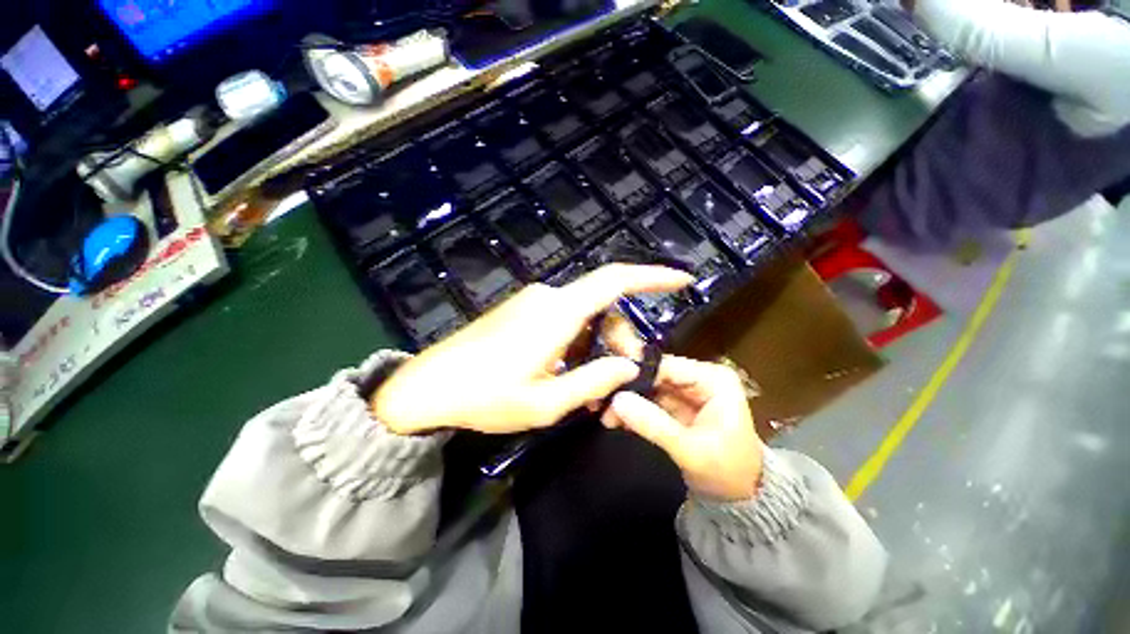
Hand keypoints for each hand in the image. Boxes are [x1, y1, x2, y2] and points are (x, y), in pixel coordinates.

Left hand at [372, 264, 694, 435]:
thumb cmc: (485, 397)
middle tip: (619, 380)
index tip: (681, 280)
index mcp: (557, 313)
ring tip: (589, 388)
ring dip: (596, 346)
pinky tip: (567, 372)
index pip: (614, 280)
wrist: (429, 386)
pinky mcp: (523, 311)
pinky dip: (578, 342)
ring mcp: (533, 302)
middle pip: (603, 306)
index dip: (651, 276)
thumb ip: (593, 381)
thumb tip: (629, 365)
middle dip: (620, 338)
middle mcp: (548, 297)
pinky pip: (564, 320)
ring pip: (584, 316)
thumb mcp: (546, 402)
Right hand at [601, 351, 764, 501]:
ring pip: (649, 388)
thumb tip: (617, 400)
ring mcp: (687, 391)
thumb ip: (654, 424)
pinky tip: (615, 419)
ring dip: (628, 401)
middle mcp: (699, 378)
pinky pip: (650, 402)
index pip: (667, 366)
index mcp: (713, 379)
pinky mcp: (677, 406)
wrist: (743, 500)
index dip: (636, 372)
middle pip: (655, 374)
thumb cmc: (728, 473)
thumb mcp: (691, 450)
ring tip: (605, 415)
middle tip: (602, 402)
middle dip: (629, 388)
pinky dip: (634, 411)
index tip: (607, 383)